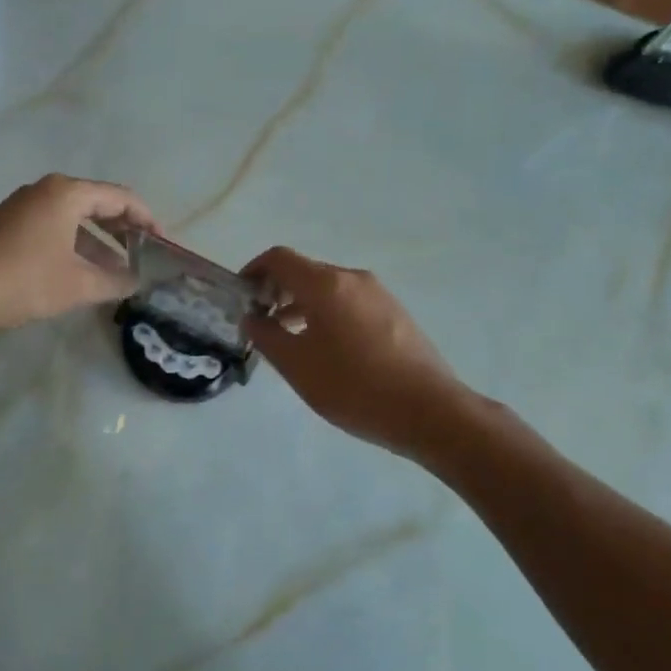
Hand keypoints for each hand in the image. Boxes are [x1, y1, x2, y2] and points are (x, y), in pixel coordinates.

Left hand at [0, 174, 155, 330]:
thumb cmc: (20, 280)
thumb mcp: (76, 286)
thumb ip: (114, 282)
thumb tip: (137, 282)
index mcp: (66, 193)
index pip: (121, 198)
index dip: (147, 220)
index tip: (163, 245)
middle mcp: (46, 190)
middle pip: (98, 204)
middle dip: (124, 230)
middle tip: (145, 256)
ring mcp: (23, 206)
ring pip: (74, 218)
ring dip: (99, 242)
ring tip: (119, 270)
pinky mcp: (8, 224)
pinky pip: (54, 227)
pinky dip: (75, 245)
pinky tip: (82, 272)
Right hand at [243, 247, 468, 457]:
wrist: (429, 411)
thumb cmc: (354, 387)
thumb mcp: (298, 366)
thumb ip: (267, 336)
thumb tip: (252, 318)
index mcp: (327, 284)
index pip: (280, 259)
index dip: (253, 271)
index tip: (240, 297)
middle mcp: (354, 280)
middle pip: (305, 273)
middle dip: (277, 293)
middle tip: (261, 326)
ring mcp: (379, 295)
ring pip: (328, 290)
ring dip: (301, 307)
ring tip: (290, 342)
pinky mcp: (395, 314)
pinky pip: (350, 304)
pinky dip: (327, 316)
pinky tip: (326, 351)